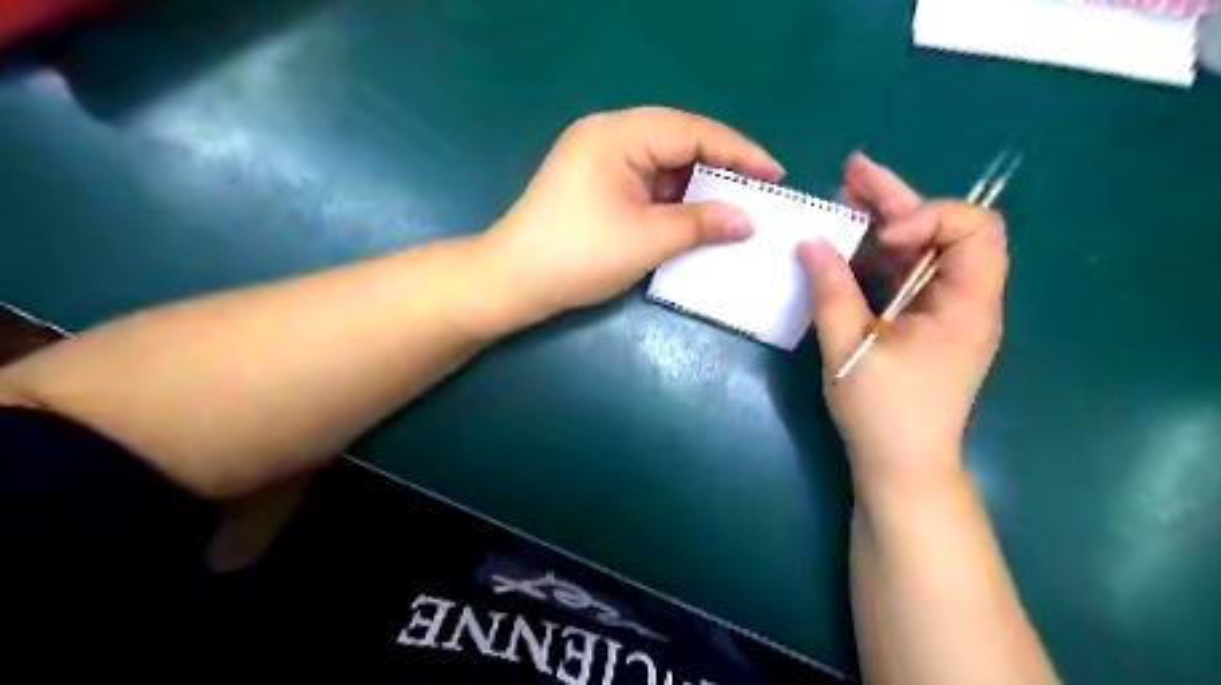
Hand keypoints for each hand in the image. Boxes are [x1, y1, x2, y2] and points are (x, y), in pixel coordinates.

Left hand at [476, 107, 780, 325]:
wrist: (513, 282)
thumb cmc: (578, 257)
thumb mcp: (646, 240)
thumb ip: (701, 224)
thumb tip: (748, 219)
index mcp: (618, 135)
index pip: (692, 132)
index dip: (739, 152)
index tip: (776, 175)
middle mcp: (608, 134)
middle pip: (679, 141)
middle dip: (720, 167)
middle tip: (759, 191)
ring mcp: (599, 158)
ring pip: (663, 162)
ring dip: (696, 185)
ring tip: (734, 207)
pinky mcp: (595, 182)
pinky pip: (645, 180)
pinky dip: (672, 198)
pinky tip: (694, 215)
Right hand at [799, 154, 1006, 494]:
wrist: (901, 467)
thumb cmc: (883, 414)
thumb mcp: (850, 351)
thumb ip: (831, 292)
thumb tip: (810, 242)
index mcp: (966, 304)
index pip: (974, 229)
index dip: (929, 216)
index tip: (884, 235)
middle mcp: (964, 299)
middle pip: (943, 231)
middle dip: (897, 199)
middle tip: (851, 174)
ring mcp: (943, 311)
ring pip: (921, 251)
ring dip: (883, 224)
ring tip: (840, 200)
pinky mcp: (922, 323)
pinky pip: (904, 277)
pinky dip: (876, 257)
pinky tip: (845, 246)